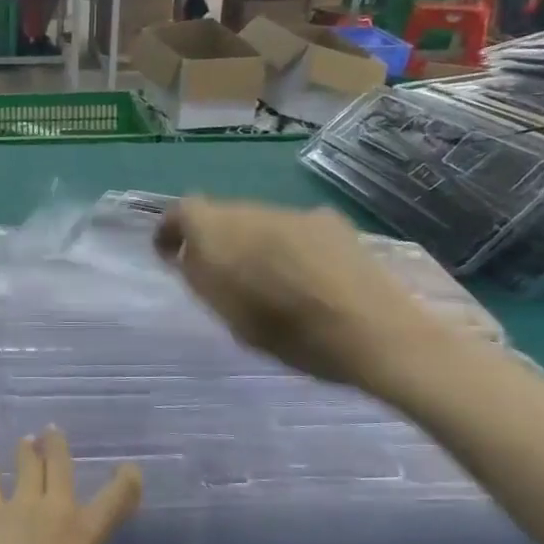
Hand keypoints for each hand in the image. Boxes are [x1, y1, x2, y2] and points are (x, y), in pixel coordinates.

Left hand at [0, 429, 140, 543]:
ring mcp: (19, 508)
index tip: (130, 469)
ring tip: (26, 440)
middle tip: (52, 433)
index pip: (118, 498)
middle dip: (57, 446)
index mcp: (87, 538)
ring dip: (27, 449)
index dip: (128, 480)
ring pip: (27, 463)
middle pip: (60, 465)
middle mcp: (57, 512)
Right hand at [154, 199, 429, 388]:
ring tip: (268, 281)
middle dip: (214, 239)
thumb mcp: (226, 311)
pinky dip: (287, 246)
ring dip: (253, 243)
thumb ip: (199, 275)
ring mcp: (295, 213)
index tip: (170, 255)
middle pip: (222, 214)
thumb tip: (184, 254)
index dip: (171, 229)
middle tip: (220, 276)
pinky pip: (293, 229)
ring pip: (259, 221)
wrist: (374, 332)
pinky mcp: (331, 223)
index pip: (181, 211)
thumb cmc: (288, 332)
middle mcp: (253, 211)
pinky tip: (307, 277)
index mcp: (219, 230)